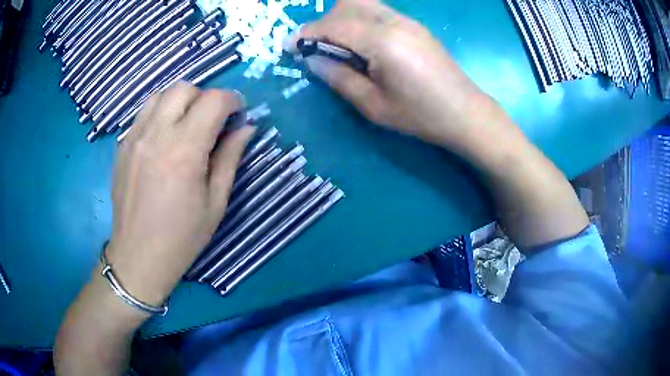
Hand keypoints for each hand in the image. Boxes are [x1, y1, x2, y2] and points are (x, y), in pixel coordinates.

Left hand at [107, 82, 253, 305]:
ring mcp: (134, 137)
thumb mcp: (215, 202)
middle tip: (211, 121)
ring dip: (180, 101)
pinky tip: (164, 138)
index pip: (213, 101)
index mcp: (184, 150)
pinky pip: (144, 113)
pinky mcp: (123, 145)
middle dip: (205, 97)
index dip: (232, 100)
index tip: (238, 113)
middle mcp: (156, 134)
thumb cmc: (182, 236)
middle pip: (184, 88)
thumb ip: (230, 158)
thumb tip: (246, 128)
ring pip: (161, 95)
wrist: (138, 255)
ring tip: (186, 125)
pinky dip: (160, 113)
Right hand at [290, 0, 506, 148]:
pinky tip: (361, 42)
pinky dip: (358, 19)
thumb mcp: (373, 106)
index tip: (288, 47)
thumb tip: (311, 59)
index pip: (333, 26)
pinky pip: (376, 11)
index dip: (306, 34)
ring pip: (361, 3)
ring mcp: (406, 20)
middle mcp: (393, 21)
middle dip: (322, 23)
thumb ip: (338, 77)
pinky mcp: (413, 24)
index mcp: (382, 41)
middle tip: (315, 48)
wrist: (464, 112)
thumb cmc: (420, 115)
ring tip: (336, 45)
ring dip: (340, 17)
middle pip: (346, 6)